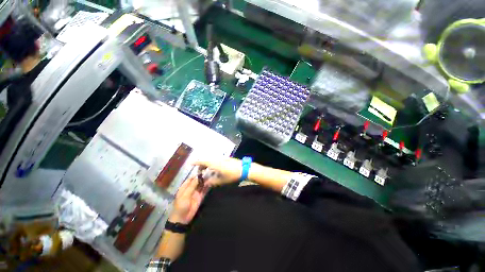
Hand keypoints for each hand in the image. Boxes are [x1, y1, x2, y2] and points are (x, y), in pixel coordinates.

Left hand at [169, 176, 208, 224]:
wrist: (182, 219)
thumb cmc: (181, 206)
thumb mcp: (185, 195)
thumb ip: (192, 185)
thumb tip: (198, 176)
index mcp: (185, 187)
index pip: (191, 178)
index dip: (197, 174)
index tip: (204, 170)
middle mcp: (191, 188)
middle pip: (197, 181)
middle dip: (203, 177)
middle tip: (210, 172)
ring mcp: (196, 192)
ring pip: (202, 185)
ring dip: (206, 181)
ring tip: (212, 176)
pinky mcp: (200, 197)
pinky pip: (205, 190)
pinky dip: (208, 186)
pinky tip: (212, 182)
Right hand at [194, 157, 242, 186]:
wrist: (244, 168)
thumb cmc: (232, 175)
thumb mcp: (221, 180)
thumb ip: (212, 182)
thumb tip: (205, 183)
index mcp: (214, 163)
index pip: (202, 161)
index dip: (195, 162)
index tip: (190, 164)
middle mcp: (217, 159)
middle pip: (206, 160)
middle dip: (201, 165)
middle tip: (200, 172)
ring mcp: (222, 158)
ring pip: (211, 160)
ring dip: (207, 164)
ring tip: (206, 171)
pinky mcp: (226, 158)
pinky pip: (216, 160)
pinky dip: (212, 163)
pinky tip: (215, 169)